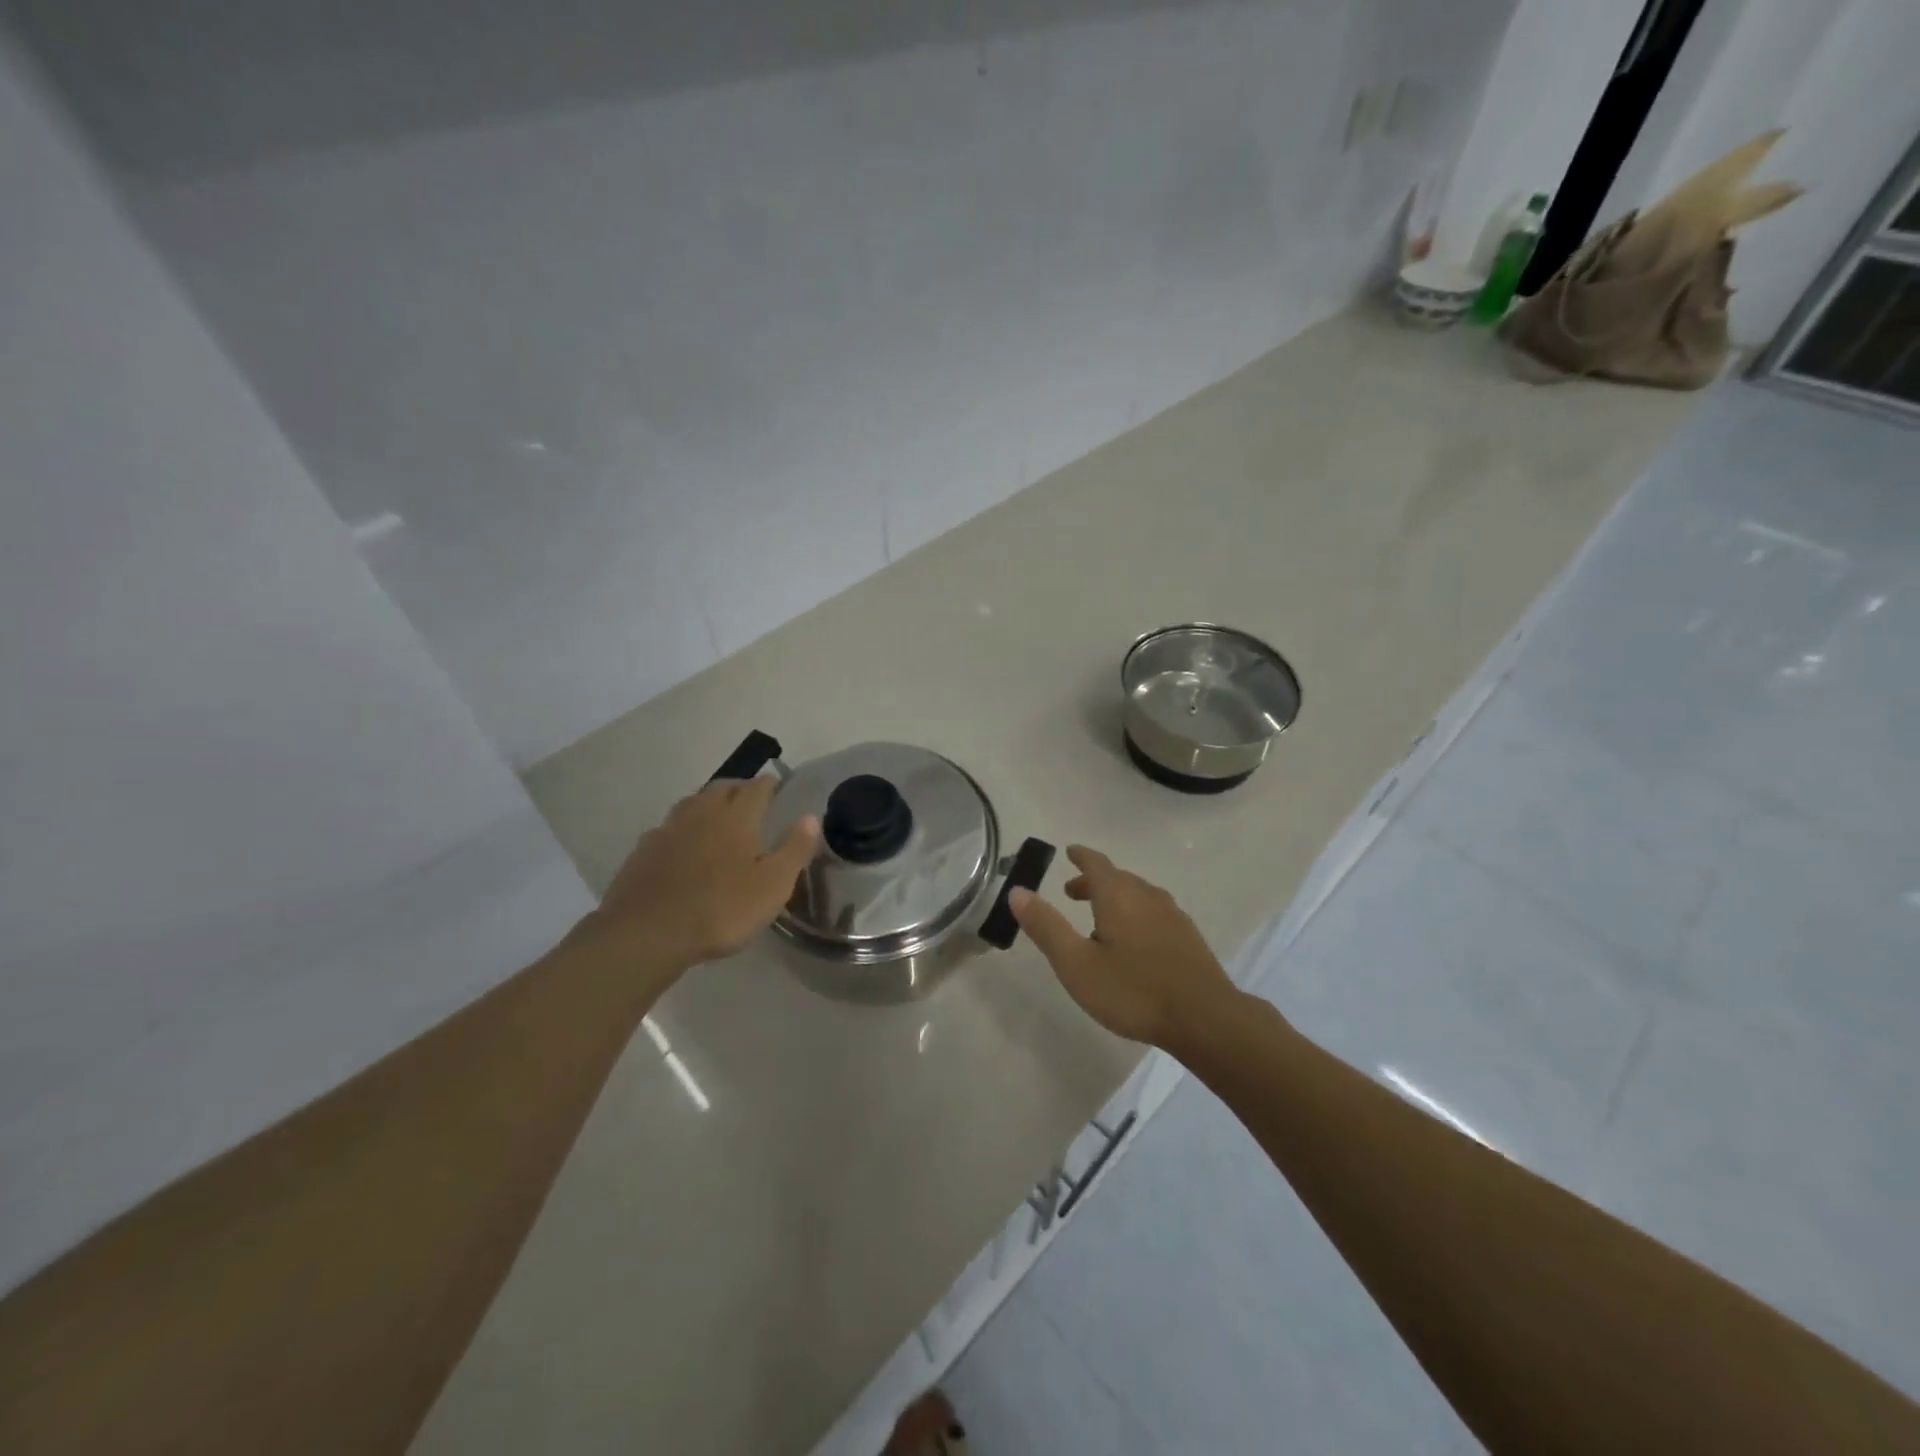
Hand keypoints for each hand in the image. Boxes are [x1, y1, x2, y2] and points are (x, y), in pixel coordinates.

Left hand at [595, 777, 819, 970]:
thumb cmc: (722, 908)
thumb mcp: (774, 884)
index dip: (770, 784)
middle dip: (739, 788)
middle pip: (722, 787)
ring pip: (693, 803)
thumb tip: (811, 816)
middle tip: (751, 799)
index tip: (778, 786)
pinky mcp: (644, 850)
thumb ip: (794, 848)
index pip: (758, 787)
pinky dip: (683, 829)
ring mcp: (668, 829)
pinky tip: (684, 845)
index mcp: (737, 816)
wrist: (648, 933)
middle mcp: (702, 812)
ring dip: (709, 804)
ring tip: (719, 817)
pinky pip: (669, 828)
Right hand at [1010, 845, 1239, 1049]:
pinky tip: (1134, 943)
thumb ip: (1046, 927)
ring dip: (1115, 898)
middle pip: (1117, 878)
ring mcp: (1172, 916)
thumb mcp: (1077, 964)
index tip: (1070, 851)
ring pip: (1138, 895)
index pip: (1096, 863)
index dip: (1081, 856)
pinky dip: (1136, 915)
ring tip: (1100, 921)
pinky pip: (1154, 913)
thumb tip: (1017, 891)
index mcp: (1118, 895)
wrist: (1205, 1019)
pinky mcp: (1188, 938)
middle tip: (1072, 893)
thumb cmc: (1133, 990)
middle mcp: (1147, 896)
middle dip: (1094, 881)